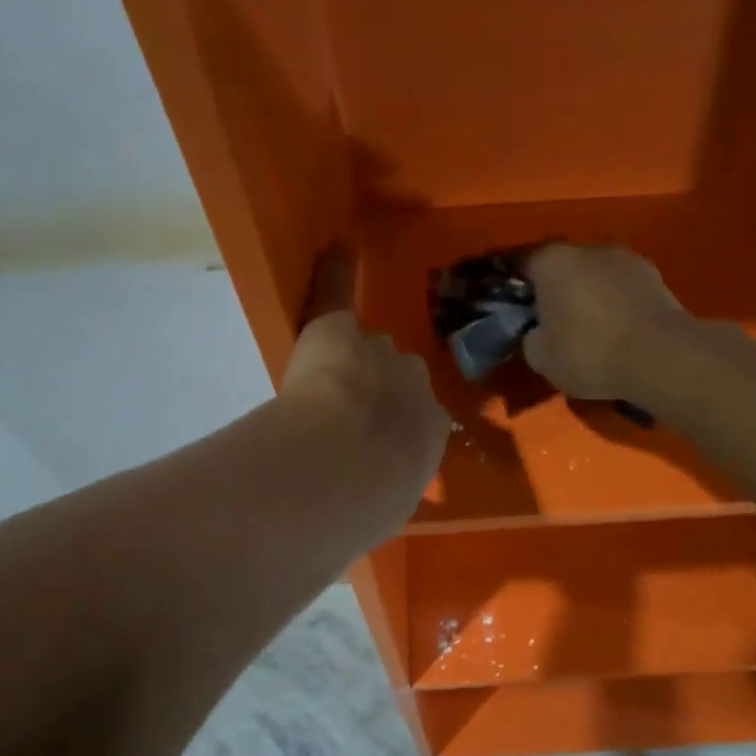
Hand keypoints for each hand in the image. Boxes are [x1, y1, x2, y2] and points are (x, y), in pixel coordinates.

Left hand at [279, 248, 448, 524]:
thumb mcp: (388, 506)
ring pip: (368, 351)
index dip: (396, 426)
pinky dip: (337, 273)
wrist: (342, 468)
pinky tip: (339, 249)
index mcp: (431, 431)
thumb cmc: (367, 503)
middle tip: (349, 414)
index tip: (379, 438)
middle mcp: (415, 384)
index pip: (420, 417)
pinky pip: (339, 295)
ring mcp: (378, 354)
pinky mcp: (338, 332)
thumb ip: (384, 491)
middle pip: (399, 376)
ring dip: (352, 361)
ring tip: (324, 378)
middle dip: (379, 390)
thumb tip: (370, 499)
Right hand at [522, 243, 691, 402]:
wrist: (662, 356)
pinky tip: (617, 331)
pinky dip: (616, 305)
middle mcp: (588, 249)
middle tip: (551, 321)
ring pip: (595, 276)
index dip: (514, 286)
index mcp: (552, 261)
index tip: (513, 306)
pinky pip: (622, 289)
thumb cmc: (590, 352)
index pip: (521, 264)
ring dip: (590, 296)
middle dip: (556, 290)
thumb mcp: (541, 358)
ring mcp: (627, 259)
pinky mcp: (656, 277)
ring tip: (589, 329)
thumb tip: (539, 332)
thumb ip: (532, 337)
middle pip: (562, 267)